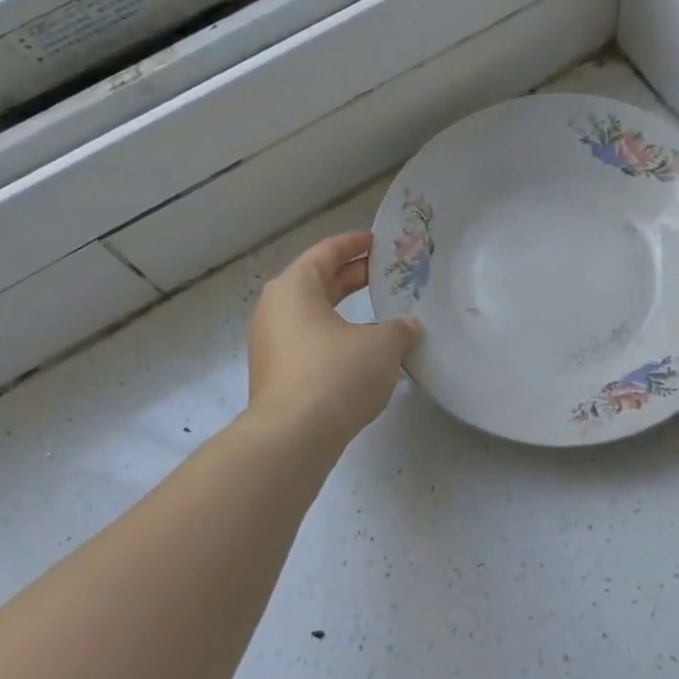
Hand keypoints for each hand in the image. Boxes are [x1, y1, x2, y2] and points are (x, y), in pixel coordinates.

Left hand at [248, 231, 422, 445]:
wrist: (293, 436)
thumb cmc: (337, 374)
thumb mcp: (382, 346)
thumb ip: (400, 329)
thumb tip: (408, 326)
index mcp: (294, 287)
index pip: (326, 253)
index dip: (354, 244)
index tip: (377, 242)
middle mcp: (274, 309)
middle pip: (316, 283)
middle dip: (351, 278)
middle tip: (385, 275)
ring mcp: (269, 344)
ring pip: (311, 316)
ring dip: (343, 312)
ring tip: (378, 315)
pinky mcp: (274, 375)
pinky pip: (307, 343)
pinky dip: (333, 338)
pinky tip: (360, 352)